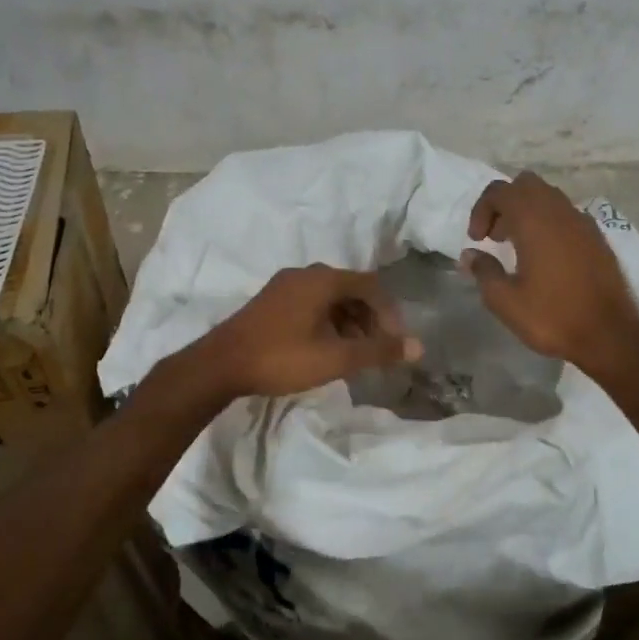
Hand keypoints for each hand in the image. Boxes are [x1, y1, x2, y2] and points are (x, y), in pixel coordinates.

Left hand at [188, 264, 422, 399]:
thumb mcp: (336, 357)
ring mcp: (283, 287)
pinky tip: (326, 349)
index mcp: (322, 279)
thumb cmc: (282, 357)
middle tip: (378, 349)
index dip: (389, 312)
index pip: (370, 285)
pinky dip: (328, 322)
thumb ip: (378, 351)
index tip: (396, 341)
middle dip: (370, 318)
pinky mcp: (270, 302)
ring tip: (355, 353)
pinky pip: (310, 304)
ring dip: (349, 322)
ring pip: (329, 298)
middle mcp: (304, 274)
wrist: (220, 365)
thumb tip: (419, 347)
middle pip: (350, 289)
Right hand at [462, 171, 638, 375]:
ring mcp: (582, 222)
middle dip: (504, 204)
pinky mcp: (597, 237)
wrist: (609, 335)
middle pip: (525, 184)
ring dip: (527, 212)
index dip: (481, 210)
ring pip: (548, 196)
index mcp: (534, 221)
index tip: (477, 241)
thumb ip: (484, 271)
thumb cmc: (552, 317)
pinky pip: (566, 214)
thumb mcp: (505, 301)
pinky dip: (548, 223)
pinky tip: (545, 257)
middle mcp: (559, 212)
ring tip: (518, 247)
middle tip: (495, 237)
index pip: (500, 191)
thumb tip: (470, 255)